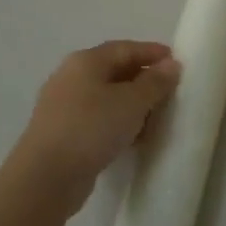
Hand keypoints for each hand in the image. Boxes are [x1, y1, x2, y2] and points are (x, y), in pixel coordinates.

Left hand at [10, 41, 181, 210]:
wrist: (47, 176)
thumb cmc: (92, 128)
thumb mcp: (132, 102)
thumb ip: (155, 82)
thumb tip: (171, 65)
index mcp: (86, 61)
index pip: (125, 48)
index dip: (153, 53)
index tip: (178, 63)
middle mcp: (71, 77)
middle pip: (115, 71)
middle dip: (145, 80)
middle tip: (171, 92)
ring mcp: (64, 106)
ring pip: (107, 97)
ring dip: (133, 104)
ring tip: (156, 118)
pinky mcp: (64, 132)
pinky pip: (98, 118)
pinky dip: (119, 122)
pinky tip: (134, 137)